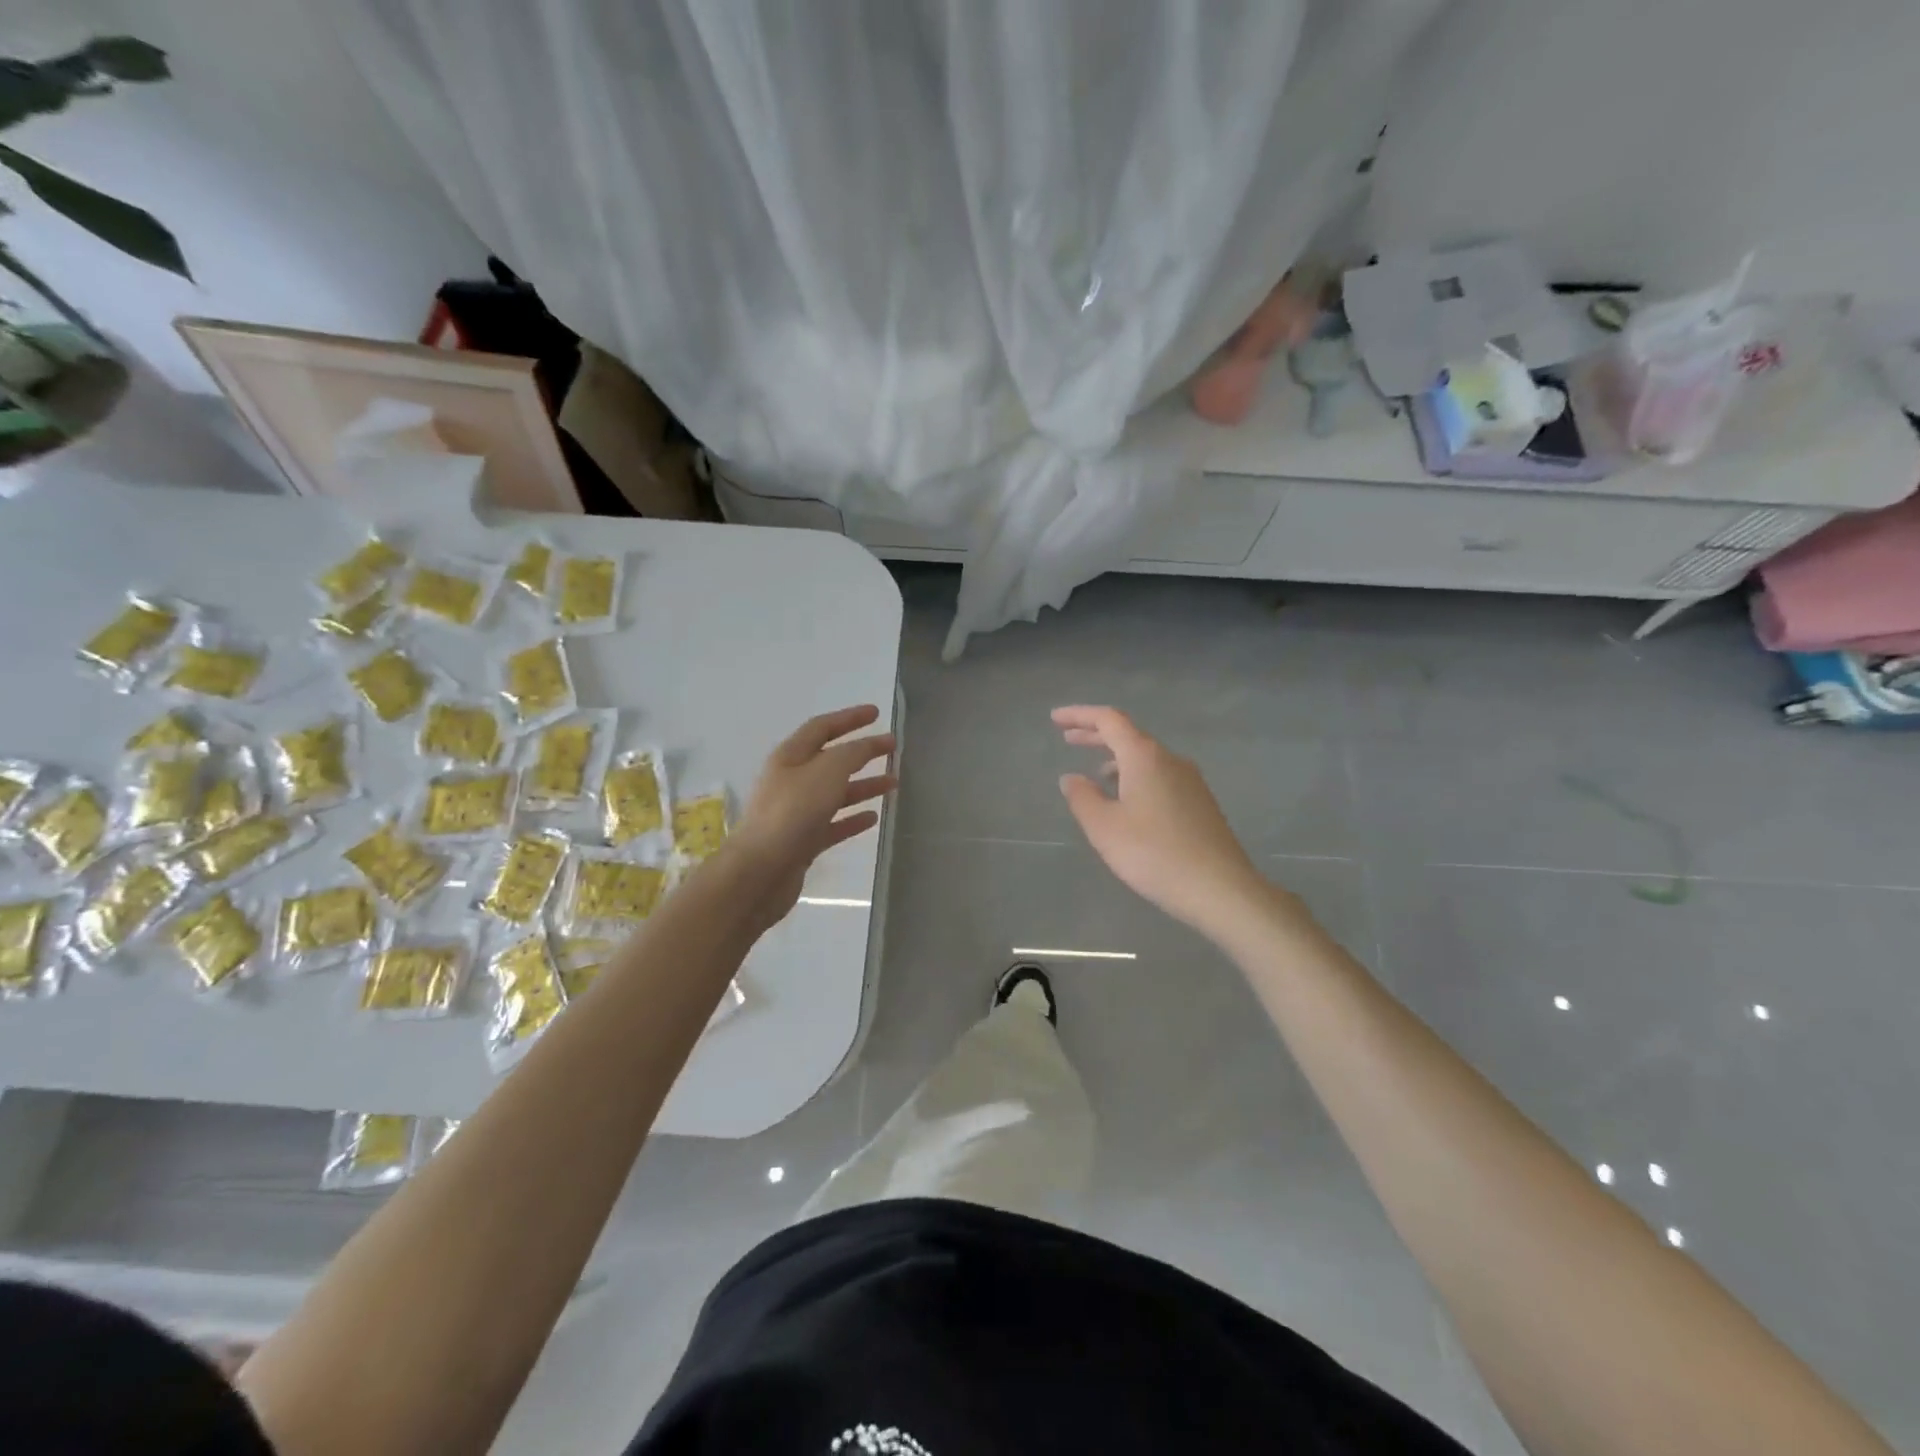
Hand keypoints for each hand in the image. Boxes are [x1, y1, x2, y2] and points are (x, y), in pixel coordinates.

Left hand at [725, 705, 895, 926]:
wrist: (760, 871)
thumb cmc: (792, 813)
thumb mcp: (826, 772)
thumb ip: (852, 754)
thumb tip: (868, 744)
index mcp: (790, 757)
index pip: (822, 727)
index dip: (850, 718)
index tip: (877, 714)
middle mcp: (791, 781)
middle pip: (831, 760)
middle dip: (862, 752)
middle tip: (892, 748)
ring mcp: (796, 813)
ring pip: (835, 793)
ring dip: (864, 785)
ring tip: (894, 783)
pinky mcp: (802, 841)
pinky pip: (833, 824)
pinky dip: (853, 818)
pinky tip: (874, 818)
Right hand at [1054, 705, 1269, 936]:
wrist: (1219, 888)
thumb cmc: (1154, 854)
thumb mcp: (1105, 828)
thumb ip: (1082, 797)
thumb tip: (1071, 777)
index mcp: (1144, 757)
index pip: (1108, 720)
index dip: (1079, 715)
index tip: (1055, 719)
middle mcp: (1170, 759)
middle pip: (1128, 735)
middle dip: (1095, 735)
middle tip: (1067, 738)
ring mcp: (1190, 780)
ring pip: (1146, 758)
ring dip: (1116, 759)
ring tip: (1094, 775)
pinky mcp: (1200, 802)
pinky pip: (1159, 776)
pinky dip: (1135, 776)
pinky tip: (1127, 802)